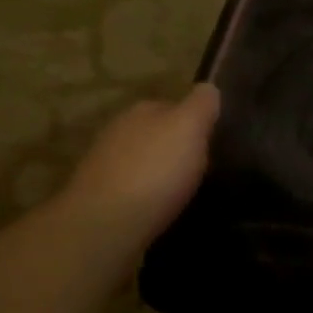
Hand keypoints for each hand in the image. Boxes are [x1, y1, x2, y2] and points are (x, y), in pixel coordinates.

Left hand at [58, 85, 220, 270]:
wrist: (106, 224)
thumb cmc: (154, 171)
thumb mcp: (188, 127)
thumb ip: (201, 105)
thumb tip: (208, 88)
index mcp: (140, 111)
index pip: (172, 106)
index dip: (194, 122)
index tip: (212, 142)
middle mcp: (117, 133)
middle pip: (154, 135)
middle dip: (174, 149)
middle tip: (201, 170)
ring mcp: (104, 167)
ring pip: (141, 163)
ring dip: (158, 174)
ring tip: (182, 193)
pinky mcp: (100, 200)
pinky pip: (132, 192)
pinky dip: (146, 198)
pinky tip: (159, 211)